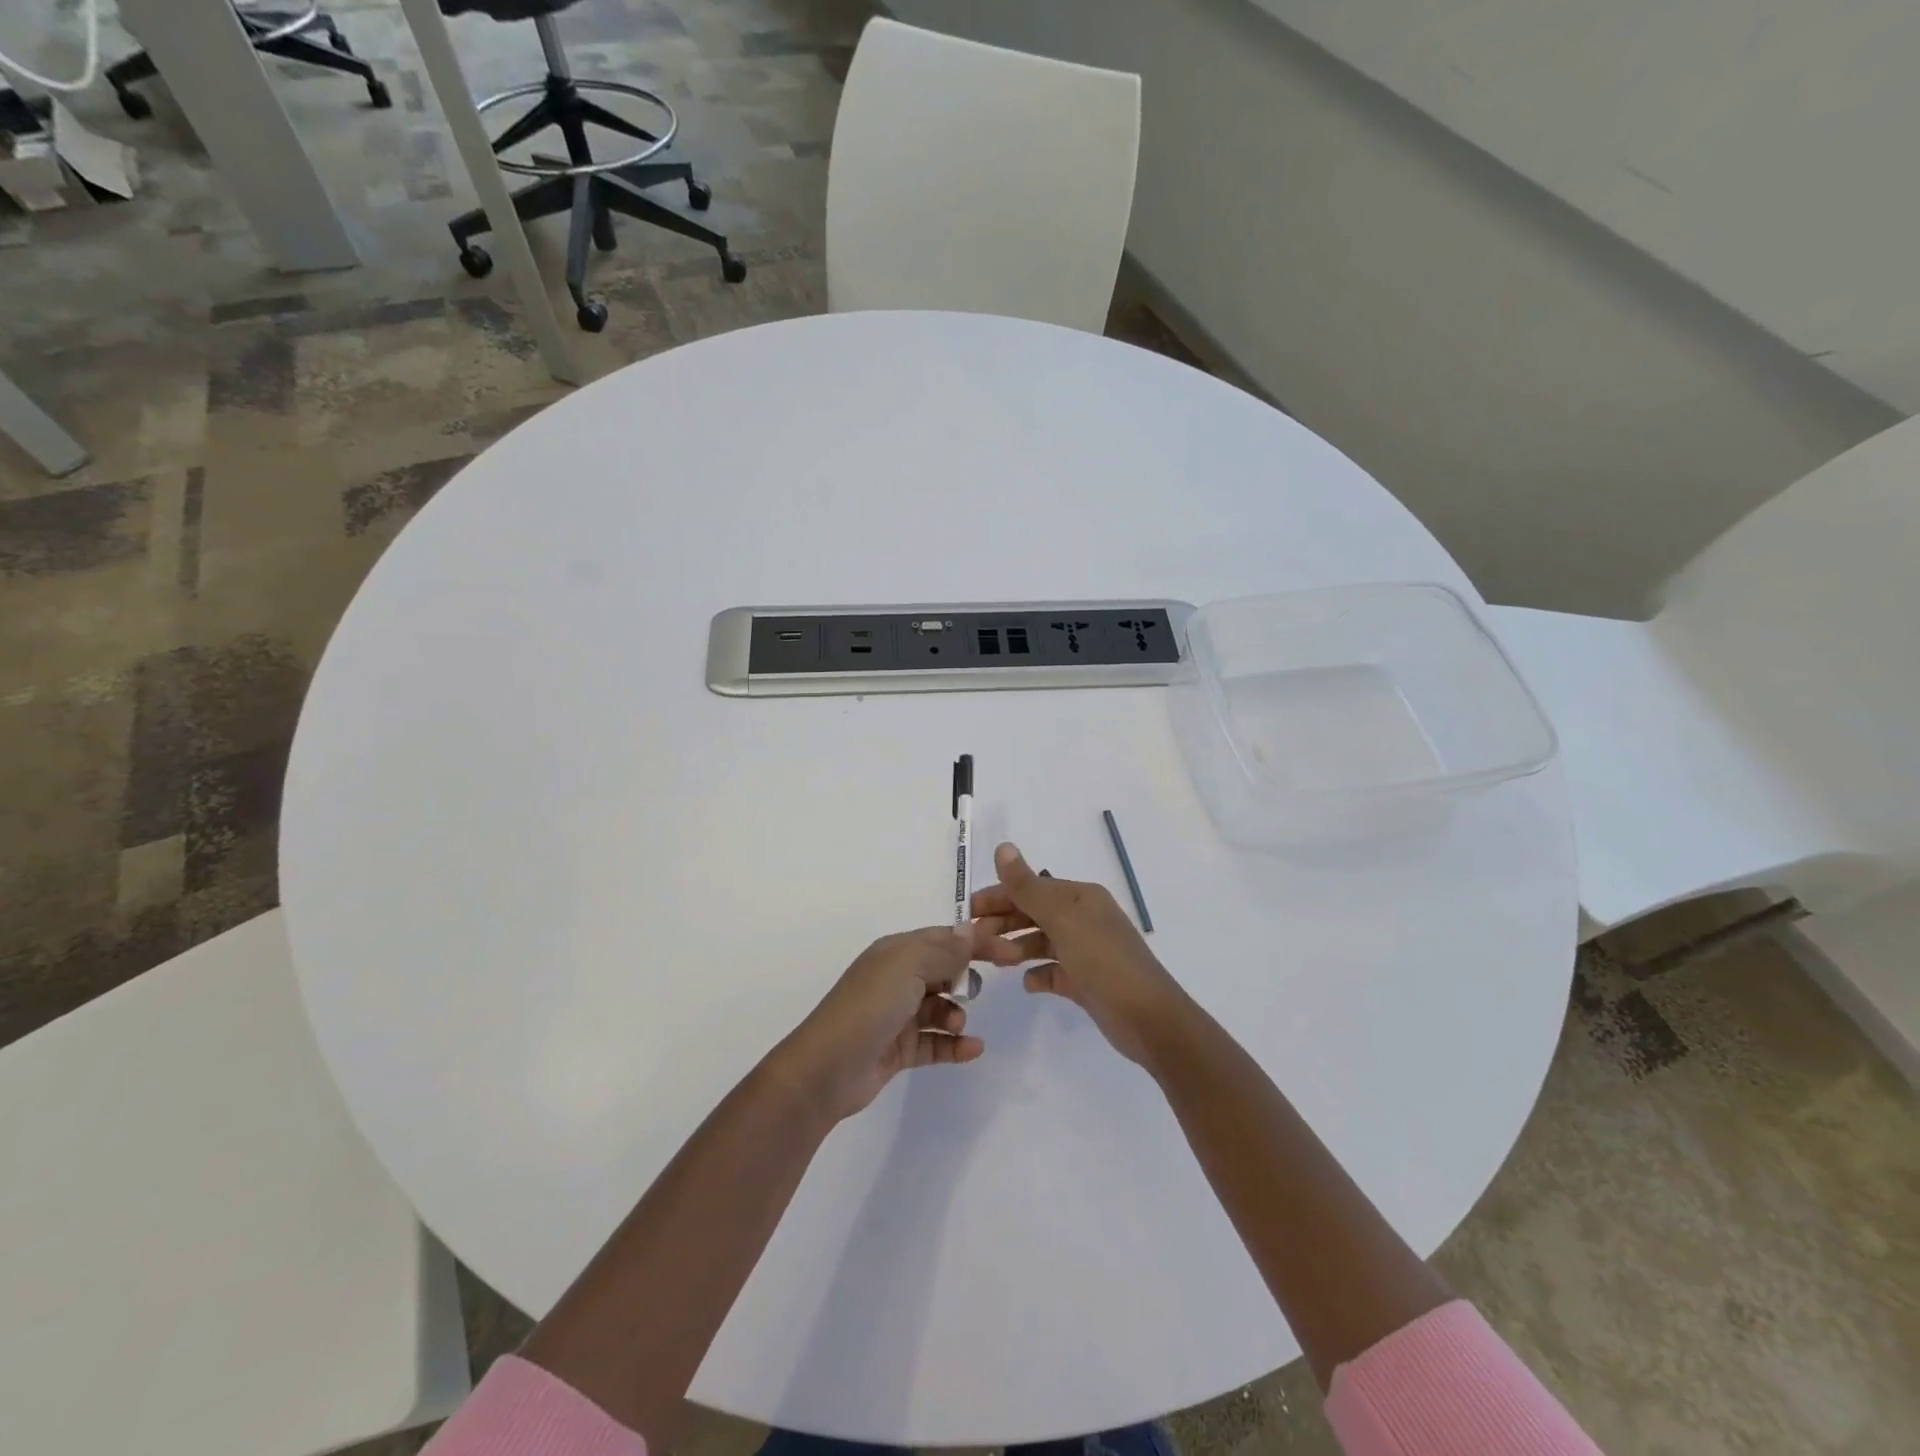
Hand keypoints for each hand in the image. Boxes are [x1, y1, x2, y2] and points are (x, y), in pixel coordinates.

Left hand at [773, 926, 990, 1121]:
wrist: (826, 1069)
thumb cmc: (869, 1007)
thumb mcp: (908, 966)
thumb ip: (944, 950)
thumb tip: (970, 930)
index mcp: (896, 952)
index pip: (943, 938)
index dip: (976, 942)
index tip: (1010, 952)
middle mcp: (896, 979)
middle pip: (942, 970)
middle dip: (965, 976)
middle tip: (987, 987)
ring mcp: (897, 1016)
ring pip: (939, 1008)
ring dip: (956, 1014)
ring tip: (957, 1024)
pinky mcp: (898, 1050)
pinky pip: (934, 1042)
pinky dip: (954, 1045)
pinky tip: (973, 1049)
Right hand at [970, 842, 1188, 1066]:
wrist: (1149, 1018)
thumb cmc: (1103, 961)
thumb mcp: (1062, 919)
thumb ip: (1028, 886)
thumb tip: (1003, 847)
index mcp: (1081, 898)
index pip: (1032, 888)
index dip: (1000, 896)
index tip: (968, 911)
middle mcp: (1085, 919)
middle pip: (1035, 913)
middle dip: (1004, 922)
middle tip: (972, 939)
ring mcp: (1087, 951)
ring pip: (1042, 942)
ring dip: (1017, 947)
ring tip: (994, 961)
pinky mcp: (1088, 982)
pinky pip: (1056, 971)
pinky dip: (1039, 974)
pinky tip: (1027, 982)